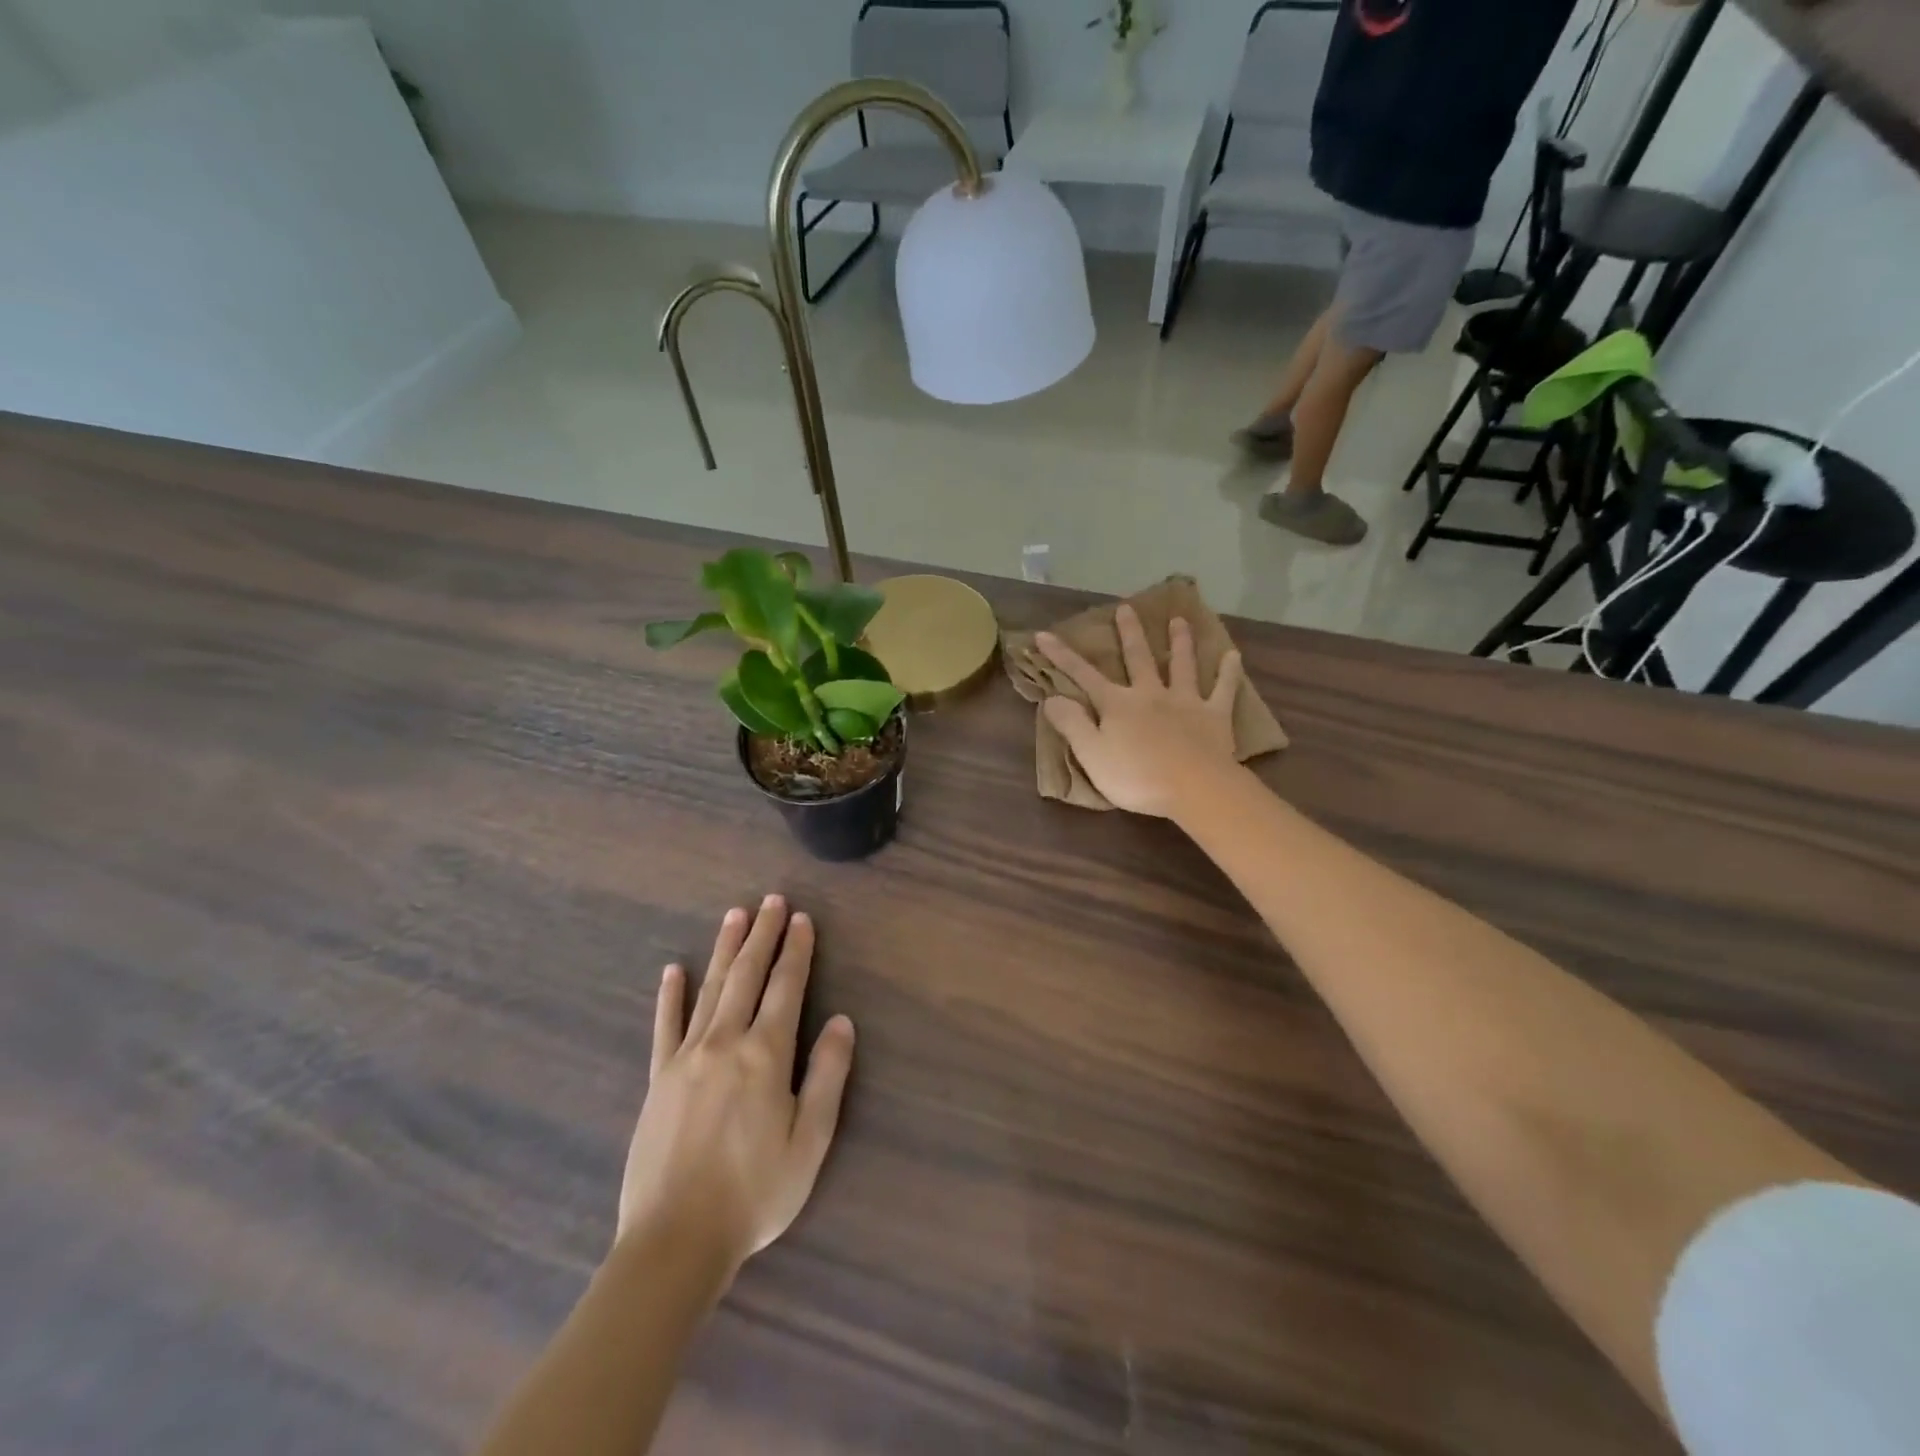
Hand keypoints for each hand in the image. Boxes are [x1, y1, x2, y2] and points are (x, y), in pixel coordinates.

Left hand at [618, 896, 854, 1274]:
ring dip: (724, 950)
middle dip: (762, 936)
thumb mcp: (809, 1141)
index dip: (796, 951)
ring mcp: (686, 1058)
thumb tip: (841, 1021)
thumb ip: (827, 1076)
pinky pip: (665, 1027)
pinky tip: (672, 971)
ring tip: (735, 915)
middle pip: (746, 976)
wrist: (675, 1241)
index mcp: (765, 1055)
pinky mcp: (658, 1080)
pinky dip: (670, 996)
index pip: (785, 988)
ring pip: (710, 990)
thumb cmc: (755, 1193)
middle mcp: (725, 1043)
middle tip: (770, 901)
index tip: (802, 919)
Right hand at [1036, 604, 1242, 817]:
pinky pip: (1223, 689)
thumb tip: (1052, 698)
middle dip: (1129, 633)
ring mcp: (1185, 701)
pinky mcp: (1214, 716)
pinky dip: (1228, 672)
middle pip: (1138, 658)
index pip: (1083, 676)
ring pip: (1182, 665)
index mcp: (1117, 704)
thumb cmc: (1137, 777)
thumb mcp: (1092, 755)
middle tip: (1126, 607)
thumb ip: (1072, 724)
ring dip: (1179, 642)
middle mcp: (1150, 694)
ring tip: (1179, 621)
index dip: (1061, 656)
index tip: (1044, 634)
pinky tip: (1233, 655)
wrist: (1194, 788)